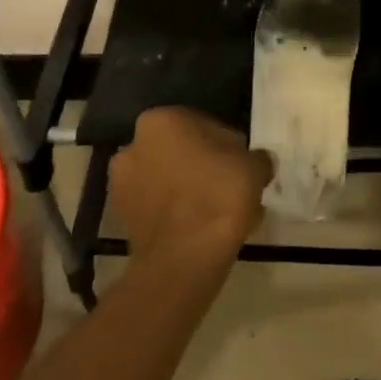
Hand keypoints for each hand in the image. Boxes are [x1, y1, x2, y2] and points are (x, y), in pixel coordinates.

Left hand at [110, 108, 272, 269]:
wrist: (184, 259)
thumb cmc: (219, 196)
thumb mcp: (253, 167)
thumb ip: (257, 158)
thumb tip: (258, 162)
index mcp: (162, 120)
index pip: (202, 124)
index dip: (226, 145)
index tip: (241, 164)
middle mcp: (134, 145)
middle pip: (180, 152)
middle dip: (202, 166)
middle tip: (229, 187)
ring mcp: (122, 184)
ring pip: (168, 181)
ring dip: (189, 190)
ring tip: (219, 213)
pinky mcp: (121, 219)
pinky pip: (158, 207)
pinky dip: (177, 214)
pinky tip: (204, 230)